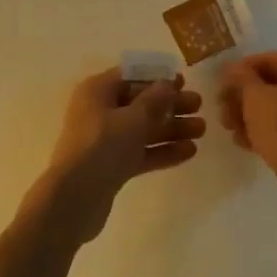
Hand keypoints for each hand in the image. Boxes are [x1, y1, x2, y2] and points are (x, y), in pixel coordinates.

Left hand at [41, 67, 204, 243]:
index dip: (157, 78)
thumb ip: (154, 99)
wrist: (74, 200)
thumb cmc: (103, 147)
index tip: (184, 81)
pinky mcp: (112, 165)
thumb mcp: (133, 118)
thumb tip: (167, 83)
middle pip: (140, 103)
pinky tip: (189, 152)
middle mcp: (100, 111)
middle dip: (170, 105)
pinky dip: (162, 150)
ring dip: (171, 129)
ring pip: (143, 129)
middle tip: (199, 106)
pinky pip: (141, 152)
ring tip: (201, 130)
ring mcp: (105, 140)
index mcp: (97, 91)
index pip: (131, 77)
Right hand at [219, 53, 276, 193]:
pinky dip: (269, 131)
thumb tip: (235, 68)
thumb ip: (242, 78)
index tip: (221, 87)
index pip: (267, 59)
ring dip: (252, 116)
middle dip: (244, 97)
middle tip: (223, 112)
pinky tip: (247, 144)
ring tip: (232, 131)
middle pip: (273, 84)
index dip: (240, 71)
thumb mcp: (255, 98)